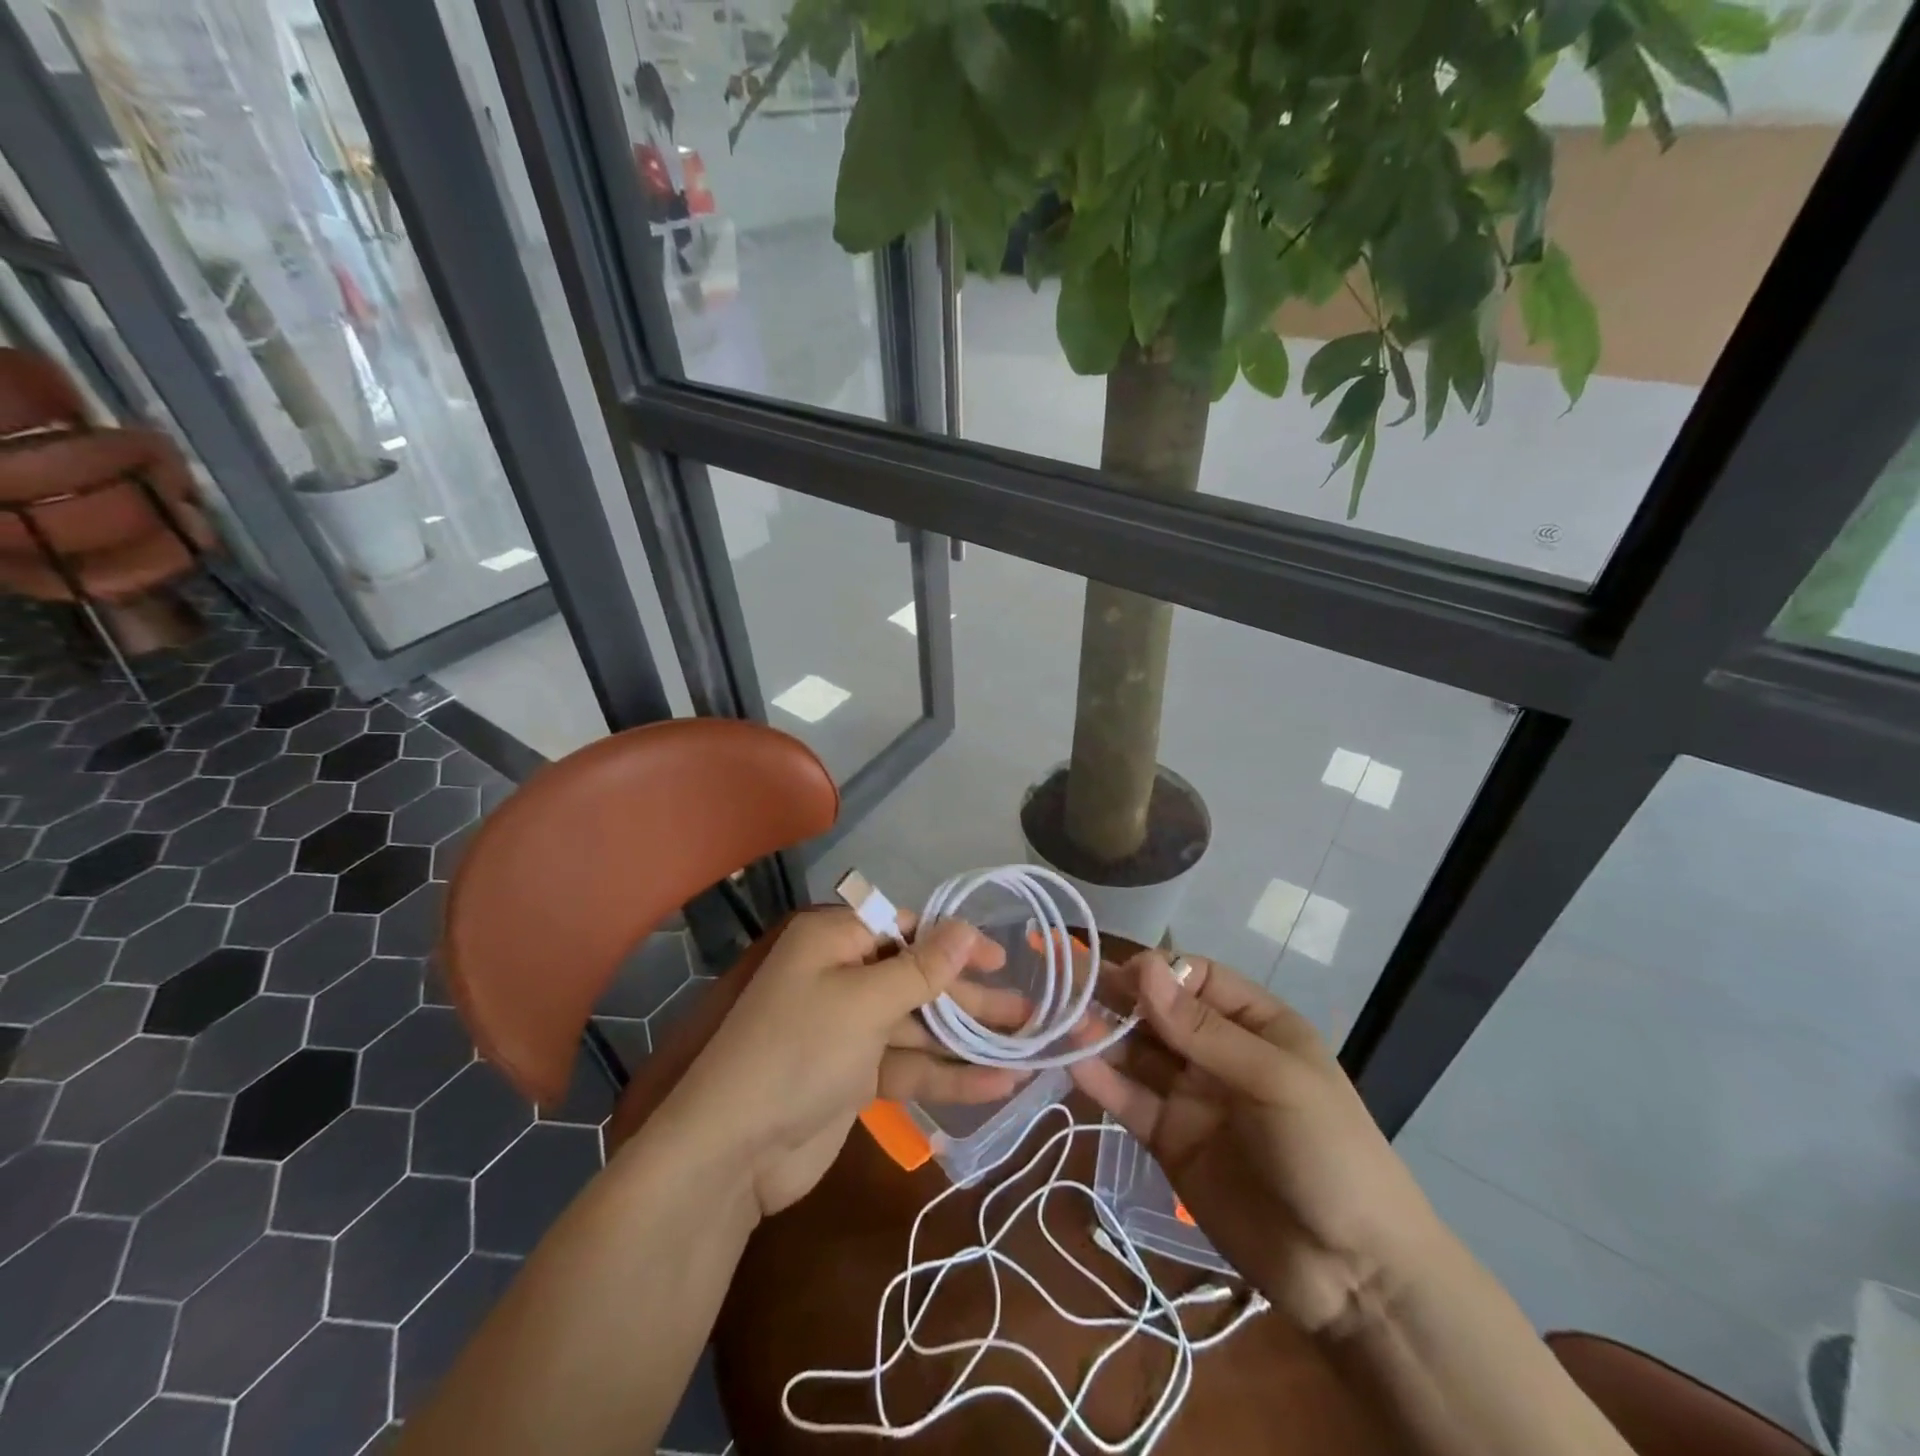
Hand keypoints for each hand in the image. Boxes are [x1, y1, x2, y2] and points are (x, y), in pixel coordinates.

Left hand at [654, 909, 1028, 1217]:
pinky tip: (997, 1085)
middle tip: (1028, 1013)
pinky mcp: (857, 1075)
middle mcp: (844, 976)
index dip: (955, 941)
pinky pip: (909, 1064)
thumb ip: (922, 969)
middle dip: (971, 998)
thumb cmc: (798, 1052)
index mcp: (835, 941)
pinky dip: (948, 1074)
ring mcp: (851, 1029)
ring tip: (1029, 1047)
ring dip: (969, 1039)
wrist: (733, 1153)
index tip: (1001, 958)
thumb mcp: (864, 1002)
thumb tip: (967, 927)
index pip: (905, 928)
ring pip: (920, 1025)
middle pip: (919, 979)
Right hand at [1071, 953, 1447, 1333]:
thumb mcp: (1274, 1079)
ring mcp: (1192, 1097)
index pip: (1196, 978)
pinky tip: (1074, 1064)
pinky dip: (1103, 1083)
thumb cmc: (1329, 1154)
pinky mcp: (1170, 1140)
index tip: (1122, 974)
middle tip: (1066, 983)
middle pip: (1158, 1012)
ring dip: (1102, 1035)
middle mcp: (1218, 1053)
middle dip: (1118, 996)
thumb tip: (1144, 967)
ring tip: (1060, 1021)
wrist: (1353, 1277)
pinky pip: (1131, 1101)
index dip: (1158, 971)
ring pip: (1138, 1054)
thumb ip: (1202, 1029)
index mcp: (1255, 1025)